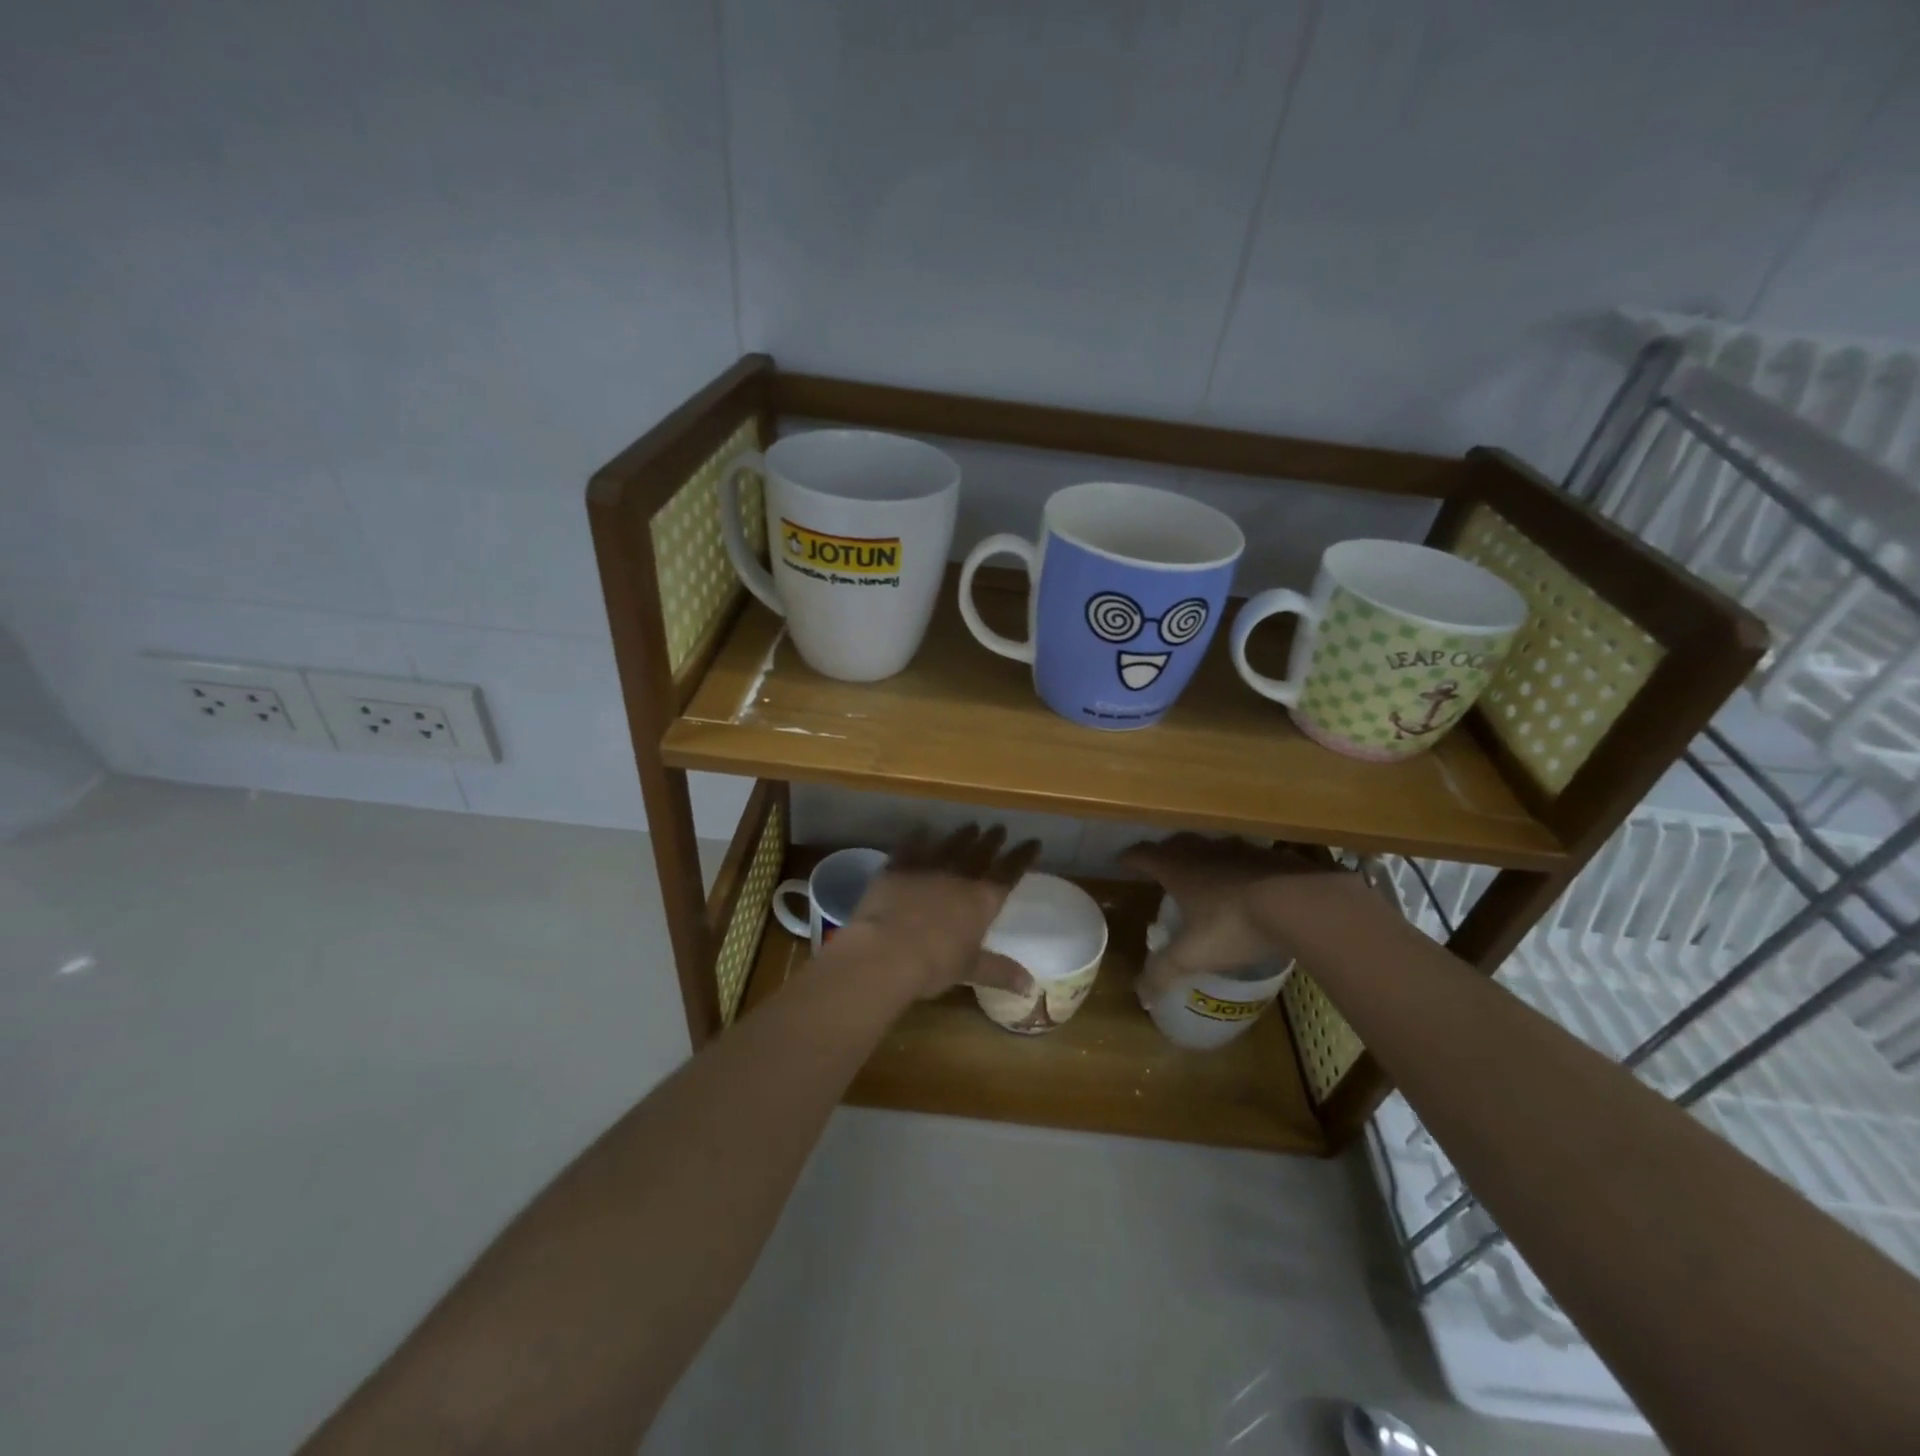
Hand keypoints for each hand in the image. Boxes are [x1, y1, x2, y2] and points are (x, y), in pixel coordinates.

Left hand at [840, 824, 1040, 1001]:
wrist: (887, 950)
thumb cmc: (935, 963)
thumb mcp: (970, 969)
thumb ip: (1000, 972)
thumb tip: (1031, 987)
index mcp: (982, 900)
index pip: (1009, 873)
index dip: (1022, 857)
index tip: (1034, 842)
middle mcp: (959, 877)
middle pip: (980, 853)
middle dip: (992, 840)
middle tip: (999, 828)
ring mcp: (927, 867)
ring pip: (950, 845)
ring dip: (962, 835)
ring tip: (971, 825)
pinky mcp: (898, 867)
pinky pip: (911, 846)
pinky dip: (918, 837)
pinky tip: (922, 829)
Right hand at [1120, 834, 1348, 1000]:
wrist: (1298, 903)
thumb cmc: (1233, 925)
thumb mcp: (1193, 954)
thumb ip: (1165, 972)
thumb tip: (1142, 996)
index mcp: (1178, 869)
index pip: (1144, 855)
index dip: (1130, 858)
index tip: (1121, 861)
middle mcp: (1203, 853)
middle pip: (1176, 843)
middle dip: (1164, 852)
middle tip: (1160, 865)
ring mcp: (1239, 850)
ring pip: (1211, 846)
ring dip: (1202, 856)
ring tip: (1202, 872)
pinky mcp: (1270, 856)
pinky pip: (1244, 856)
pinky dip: (1237, 865)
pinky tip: (1245, 882)